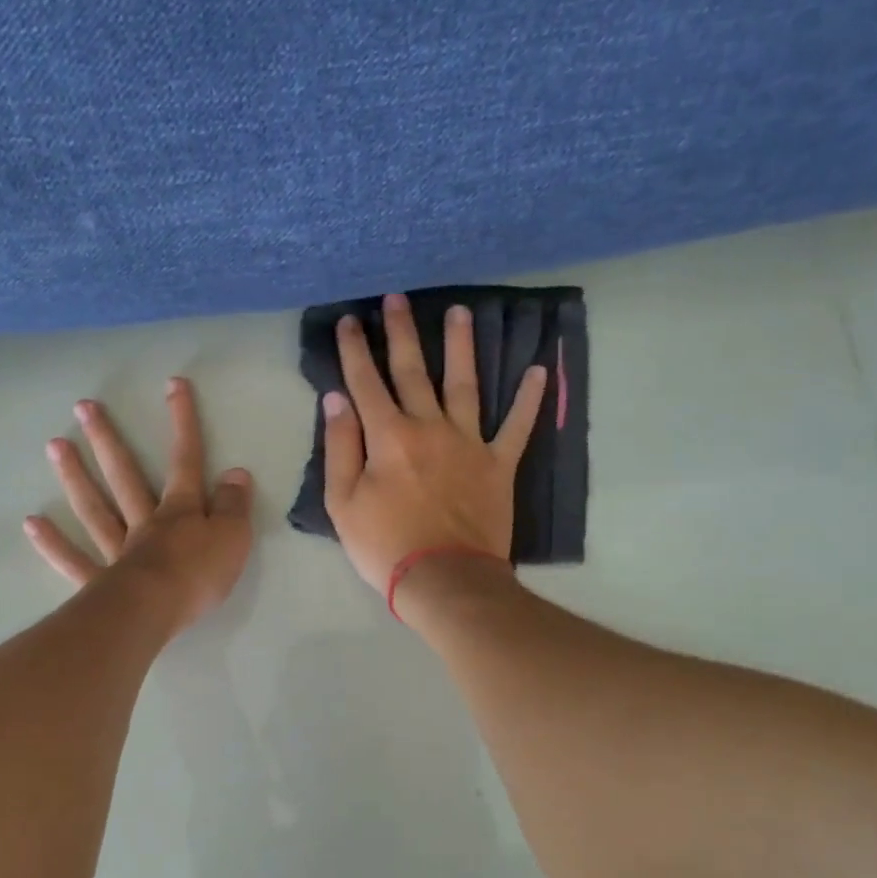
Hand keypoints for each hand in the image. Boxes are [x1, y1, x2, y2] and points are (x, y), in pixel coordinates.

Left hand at [25, 377, 253, 632]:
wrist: (157, 612)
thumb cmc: (198, 575)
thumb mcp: (233, 538)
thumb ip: (234, 506)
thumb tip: (236, 473)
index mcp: (180, 511)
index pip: (185, 461)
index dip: (182, 423)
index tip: (173, 385)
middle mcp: (145, 523)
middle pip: (125, 475)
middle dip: (108, 439)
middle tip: (84, 407)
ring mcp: (118, 550)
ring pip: (95, 508)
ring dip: (75, 476)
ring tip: (55, 445)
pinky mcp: (100, 582)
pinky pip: (74, 560)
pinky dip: (53, 543)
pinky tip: (32, 523)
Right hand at [323, 292, 546, 592]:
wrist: (445, 580)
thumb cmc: (385, 546)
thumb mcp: (343, 503)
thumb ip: (340, 448)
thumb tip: (337, 400)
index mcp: (388, 437)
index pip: (366, 383)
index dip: (354, 350)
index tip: (348, 320)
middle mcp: (429, 428)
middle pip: (414, 371)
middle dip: (402, 332)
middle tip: (398, 297)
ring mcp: (469, 443)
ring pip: (465, 384)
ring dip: (462, 346)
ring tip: (462, 312)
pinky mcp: (499, 464)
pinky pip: (518, 426)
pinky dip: (530, 399)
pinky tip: (539, 371)